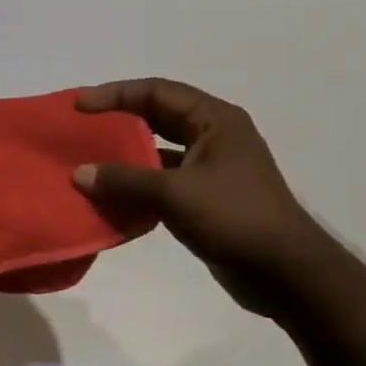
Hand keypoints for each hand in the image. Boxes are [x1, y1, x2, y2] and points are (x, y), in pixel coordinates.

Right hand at [72, 79, 324, 291]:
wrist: (286, 274)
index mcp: (214, 121)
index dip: (115, 94)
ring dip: (126, 156)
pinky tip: (111, 197)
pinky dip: (137, 185)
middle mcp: (214, 137)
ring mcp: (212, 169)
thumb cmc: (234, 218)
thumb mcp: (174, 194)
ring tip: (89, 161)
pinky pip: (163, 181)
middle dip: (118, 121)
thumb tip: (79, 174)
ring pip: (159, 151)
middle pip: (157, 117)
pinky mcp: (207, 198)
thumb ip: (124, 180)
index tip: (79, 106)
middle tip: (81, 128)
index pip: (156, 92)